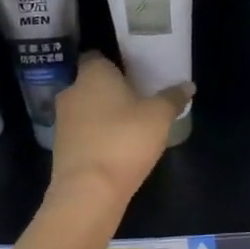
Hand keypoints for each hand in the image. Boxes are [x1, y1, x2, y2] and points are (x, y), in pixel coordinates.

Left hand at [48, 53, 189, 216]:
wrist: (88, 192)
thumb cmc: (124, 141)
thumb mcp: (159, 117)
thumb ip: (173, 98)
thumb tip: (188, 86)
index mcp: (92, 74)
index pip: (97, 56)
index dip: (115, 62)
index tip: (135, 72)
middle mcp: (71, 91)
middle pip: (91, 83)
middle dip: (111, 90)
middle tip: (138, 99)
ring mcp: (62, 121)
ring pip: (86, 109)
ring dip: (103, 115)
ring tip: (130, 125)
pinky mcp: (61, 148)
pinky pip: (82, 133)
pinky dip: (97, 136)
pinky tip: (117, 148)